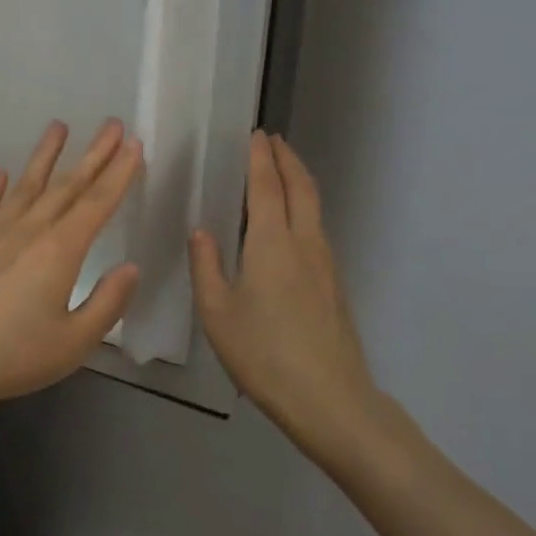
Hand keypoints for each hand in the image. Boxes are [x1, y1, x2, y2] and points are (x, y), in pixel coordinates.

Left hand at [0, 119, 143, 425]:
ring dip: (45, 156)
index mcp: (60, 251)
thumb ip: (107, 304)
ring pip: (26, 185)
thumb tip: (130, 268)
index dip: (119, 173)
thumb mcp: (73, 343)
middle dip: (93, 154)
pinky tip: (1, 174)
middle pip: (67, 185)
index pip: (97, 203)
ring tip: (58, 127)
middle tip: (111, 124)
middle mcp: (28, 230)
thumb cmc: (10, 356)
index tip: (133, 144)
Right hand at [190, 131, 385, 467]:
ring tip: (280, 171)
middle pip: (301, 187)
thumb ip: (206, 266)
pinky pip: (316, 229)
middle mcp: (304, 243)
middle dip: (287, 159)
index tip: (256, 135)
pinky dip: (303, 207)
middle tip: (272, 141)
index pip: (267, 186)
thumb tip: (202, 232)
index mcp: (272, 243)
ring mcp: (325, 264)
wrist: (331, 400)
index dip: (261, 157)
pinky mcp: (334, 284)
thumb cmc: (264, 354)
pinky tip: (288, 223)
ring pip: (314, 207)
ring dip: (298, 181)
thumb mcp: (217, 313)